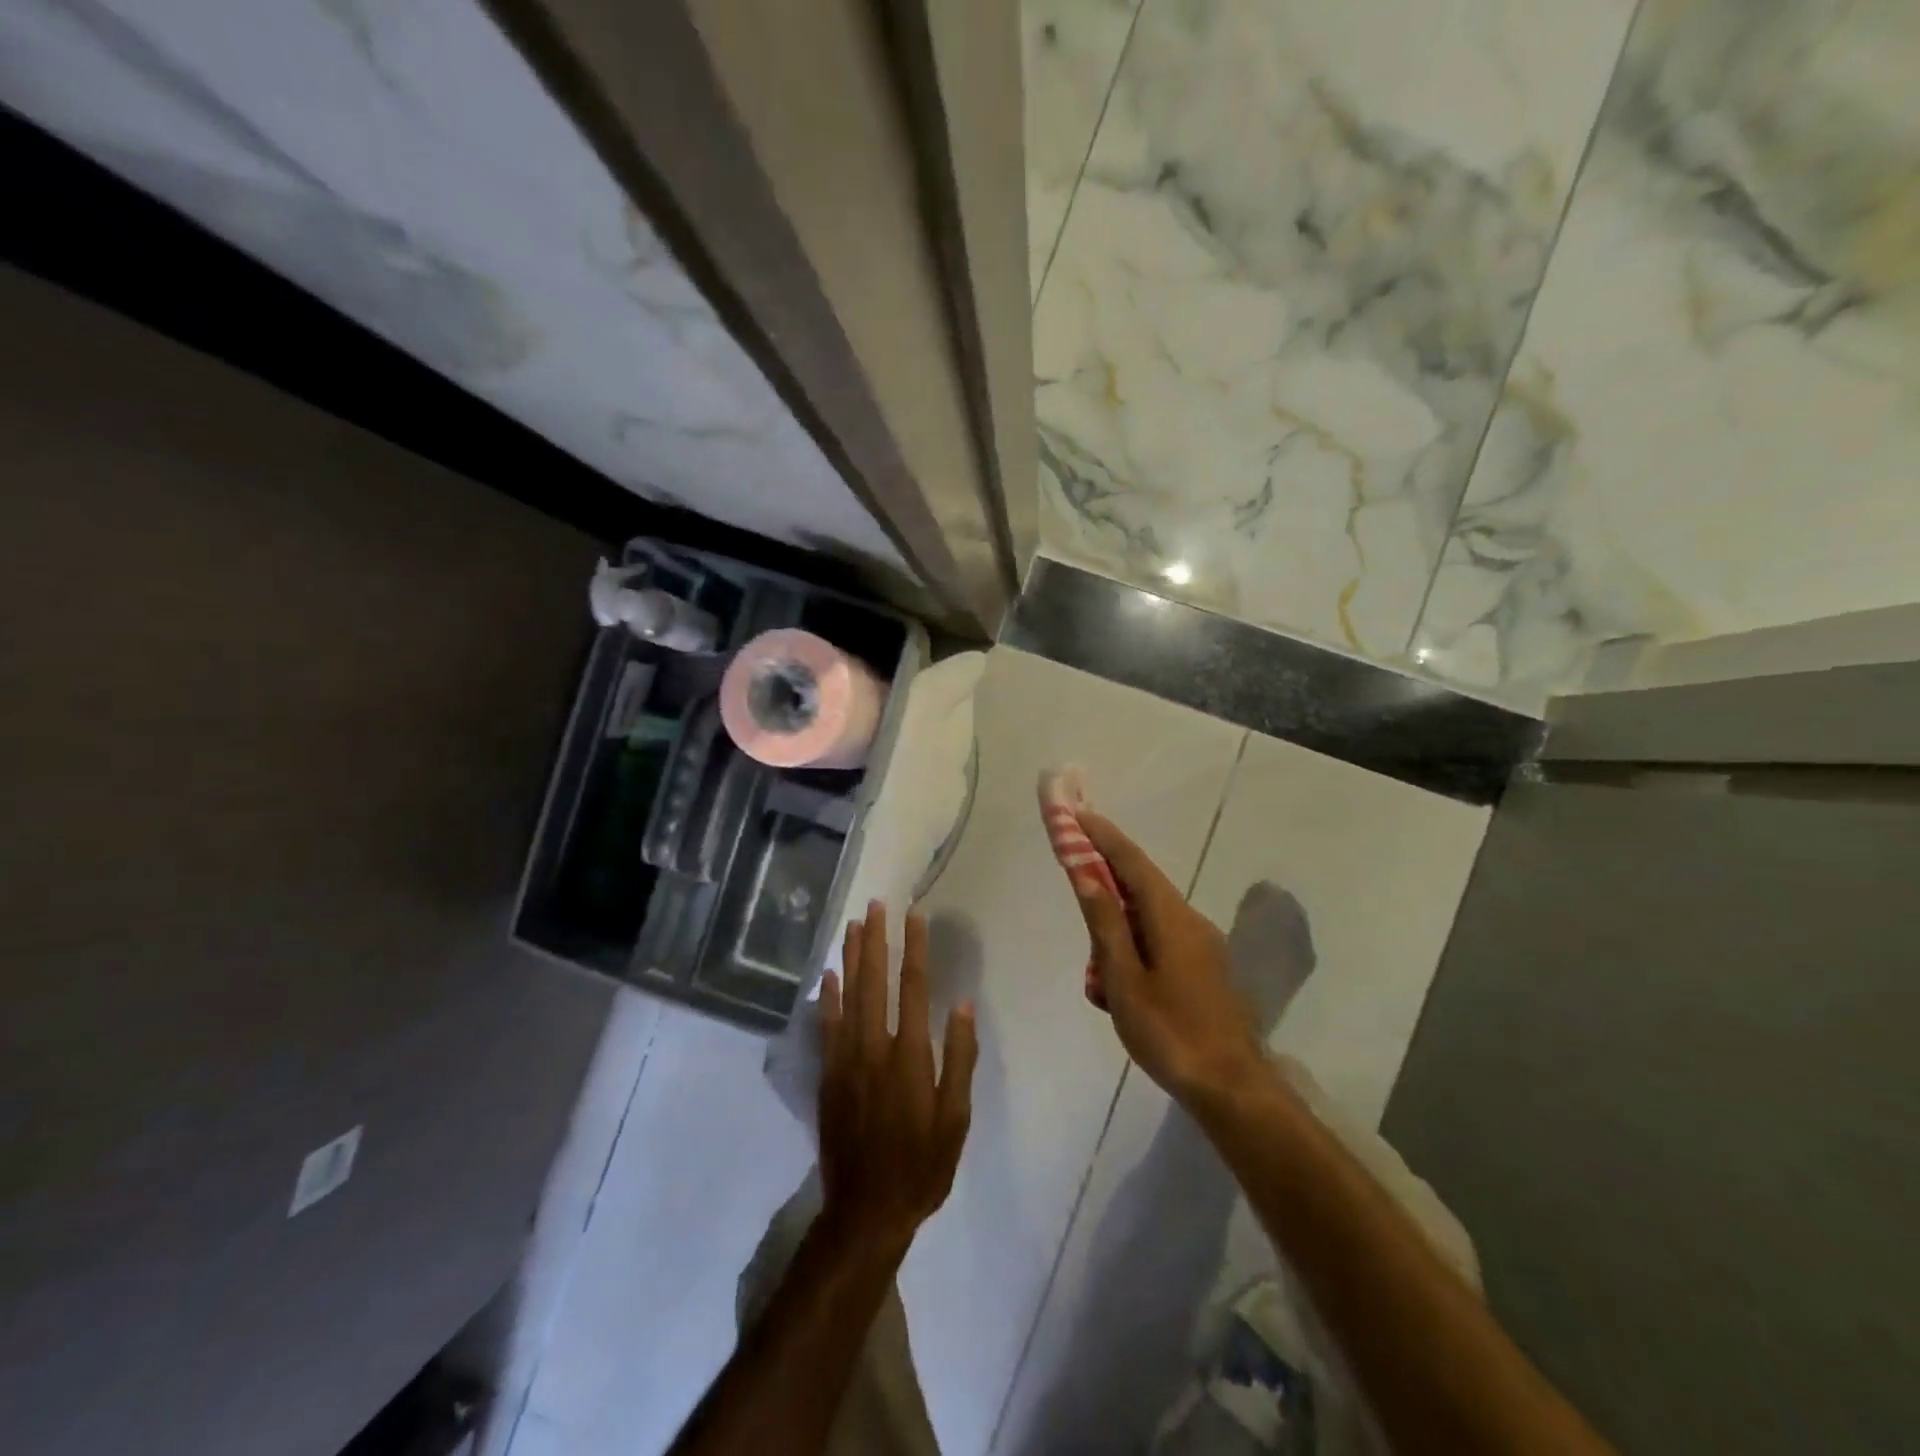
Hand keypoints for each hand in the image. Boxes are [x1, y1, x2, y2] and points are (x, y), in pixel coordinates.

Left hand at [817, 902, 977, 1254]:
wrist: (866, 1210)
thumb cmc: (921, 1165)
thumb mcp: (955, 1119)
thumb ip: (959, 1060)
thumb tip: (961, 1005)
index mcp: (909, 1056)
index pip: (912, 988)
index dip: (914, 949)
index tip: (914, 916)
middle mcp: (873, 1048)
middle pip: (874, 981)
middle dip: (876, 940)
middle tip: (876, 905)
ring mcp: (845, 1060)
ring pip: (847, 996)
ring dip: (851, 957)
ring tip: (853, 925)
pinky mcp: (828, 1075)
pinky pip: (826, 1025)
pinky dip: (827, 997)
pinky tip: (828, 974)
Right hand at [1073, 812, 1269, 1107]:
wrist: (1231, 1087)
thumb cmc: (1169, 1033)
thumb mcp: (1124, 980)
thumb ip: (1105, 924)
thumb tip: (1087, 875)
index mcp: (1171, 917)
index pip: (1132, 861)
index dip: (1104, 836)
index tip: (1078, 813)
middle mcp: (1190, 920)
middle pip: (1141, 886)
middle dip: (1106, 884)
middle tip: (1077, 893)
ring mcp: (1202, 945)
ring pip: (1149, 918)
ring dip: (1118, 929)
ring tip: (1099, 982)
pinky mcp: (1205, 968)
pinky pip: (1161, 941)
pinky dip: (1135, 949)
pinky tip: (1121, 991)